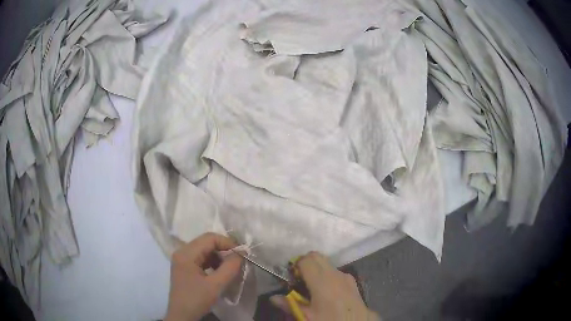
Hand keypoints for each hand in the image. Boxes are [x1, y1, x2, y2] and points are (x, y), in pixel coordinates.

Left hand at [164, 233, 242, 320]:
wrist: (182, 315)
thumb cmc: (197, 300)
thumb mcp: (216, 285)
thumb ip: (230, 267)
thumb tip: (241, 252)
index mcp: (186, 253)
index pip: (209, 238)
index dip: (227, 243)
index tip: (242, 253)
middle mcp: (182, 252)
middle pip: (206, 242)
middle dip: (224, 249)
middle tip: (238, 260)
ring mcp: (182, 259)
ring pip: (204, 250)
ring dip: (219, 256)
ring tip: (230, 267)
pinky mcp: (184, 267)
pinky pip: (201, 258)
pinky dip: (212, 262)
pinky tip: (220, 272)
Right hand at [270, 251, 379, 320]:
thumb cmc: (329, 320)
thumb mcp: (307, 316)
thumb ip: (290, 305)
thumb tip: (273, 298)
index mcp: (322, 281)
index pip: (305, 260)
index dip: (295, 265)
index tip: (291, 277)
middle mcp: (334, 274)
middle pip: (316, 256)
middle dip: (305, 263)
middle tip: (298, 279)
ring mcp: (345, 276)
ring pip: (326, 263)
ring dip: (316, 268)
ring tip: (311, 286)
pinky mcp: (352, 281)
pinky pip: (335, 271)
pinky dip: (327, 274)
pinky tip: (326, 291)